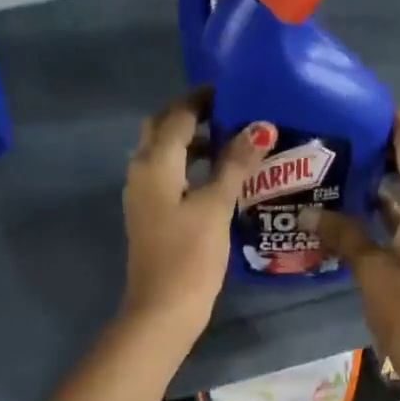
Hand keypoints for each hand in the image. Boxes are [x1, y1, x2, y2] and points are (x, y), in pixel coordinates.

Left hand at [121, 93, 270, 337]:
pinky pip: (169, 178)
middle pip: (163, 131)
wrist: (162, 310)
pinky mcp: (151, 218)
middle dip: (192, 117)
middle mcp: (141, 173)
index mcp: (154, 163)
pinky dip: (190, 169)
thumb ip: (235, 164)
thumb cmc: (189, 256)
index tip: (232, 90)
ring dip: (193, 144)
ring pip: (165, 156)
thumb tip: (259, 128)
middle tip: (230, 113)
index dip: (202, 99)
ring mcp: (143, 197)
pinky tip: (219, 179)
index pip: (177, 115)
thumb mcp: (215, 206)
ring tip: (232, 142)